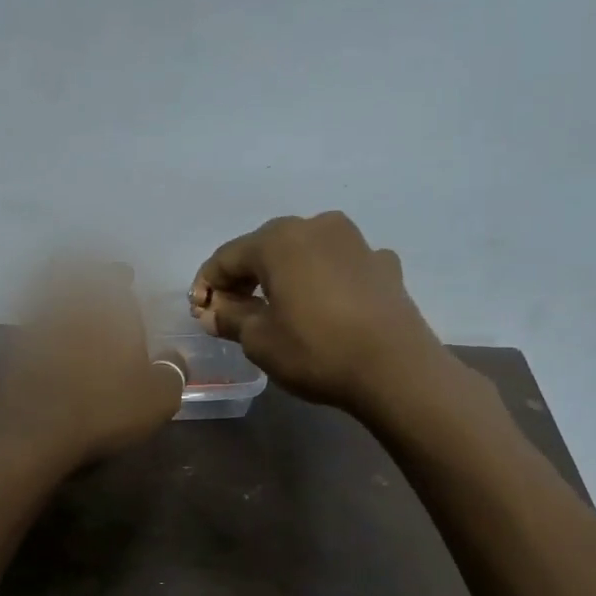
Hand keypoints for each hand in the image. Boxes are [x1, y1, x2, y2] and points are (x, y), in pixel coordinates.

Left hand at [0, 263, 182, 474]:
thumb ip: (173, 370)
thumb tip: (176, 356)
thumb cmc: (105, 408)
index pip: (115, 278)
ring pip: (47, 296)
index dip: (120, 275)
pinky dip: (39, 323)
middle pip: (73, 277)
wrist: (35, 431)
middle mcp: (72, 308)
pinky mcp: (13, 350)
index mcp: (110, 311)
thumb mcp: (158, 398)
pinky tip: (48, 339)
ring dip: (58, 293)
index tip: (124, 275)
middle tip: (93, 280)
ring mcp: (38, 327)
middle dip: (84, 275)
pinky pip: (30, 324)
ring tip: (70, 306)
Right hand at [189, 212, 448, 416]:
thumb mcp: (259, 340)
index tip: (199, 311)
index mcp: (279, 240)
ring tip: (277, 308)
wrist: (396, 369)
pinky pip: (339, 266)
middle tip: (232, 311)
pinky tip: (325, 306)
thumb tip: (214, 310)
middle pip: (266, 249)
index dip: (207, 284)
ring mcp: (356, 242)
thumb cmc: (316, 350)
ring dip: (285, 276)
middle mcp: (317, 226)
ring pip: (305, 253)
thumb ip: (229, 317)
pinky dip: (324, 281)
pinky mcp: (383, 264)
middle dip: (245, 278)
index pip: (227, 257)